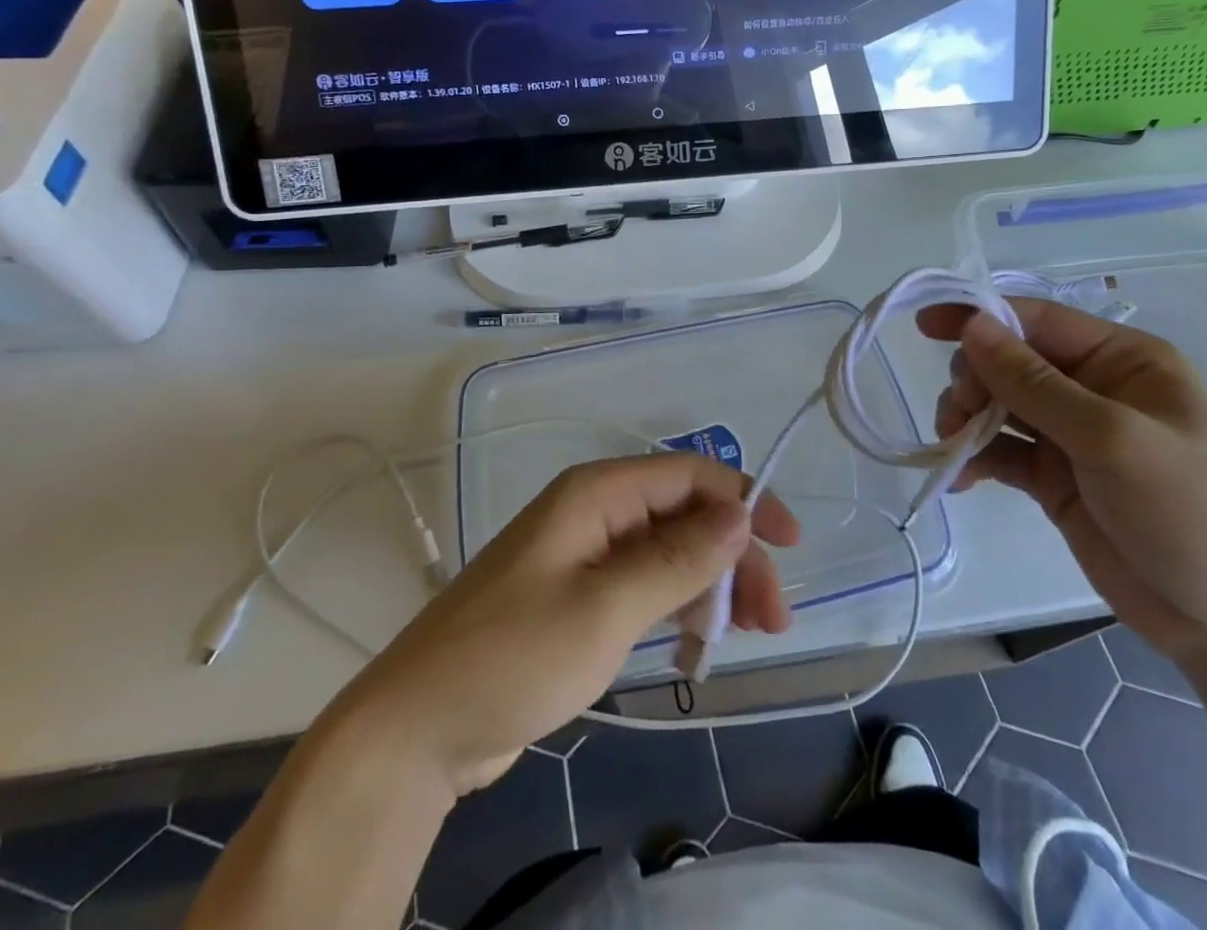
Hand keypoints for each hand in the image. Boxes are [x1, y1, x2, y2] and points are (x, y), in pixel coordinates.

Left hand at [333, 454, 799, 797]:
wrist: (416, 730)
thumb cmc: (512, 657)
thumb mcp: (605, 608)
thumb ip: (677, 558)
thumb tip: (740, 514)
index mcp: (597, 493)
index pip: (689, 476)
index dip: (745, 499)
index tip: (790, 544)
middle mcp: (594, 512)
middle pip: (684, 515)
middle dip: (734, 556)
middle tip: (774, 618)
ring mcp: (585, 555)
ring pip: (669, 552)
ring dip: (711, 584)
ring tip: (746, 634)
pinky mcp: (578, 597)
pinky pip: (644, 585)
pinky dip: (677, 606)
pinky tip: (697, 643)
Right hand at [917, 298, 1206, 664]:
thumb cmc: (1191, 512)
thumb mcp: (1111, 439)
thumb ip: (1034, 383)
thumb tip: (973, 326)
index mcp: (1120, 360)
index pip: (1036, 321)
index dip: (979, 317)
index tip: (924, 326)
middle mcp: (1092, 388)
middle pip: (1008, 362)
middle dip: (974, 381)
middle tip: (957, 416)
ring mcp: (1071, 435)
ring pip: (997, 405)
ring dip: (967, 419)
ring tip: (955, 448)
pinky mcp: (1053, 479)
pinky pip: (1000, 451)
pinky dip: (974, 457)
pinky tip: (959, 478)